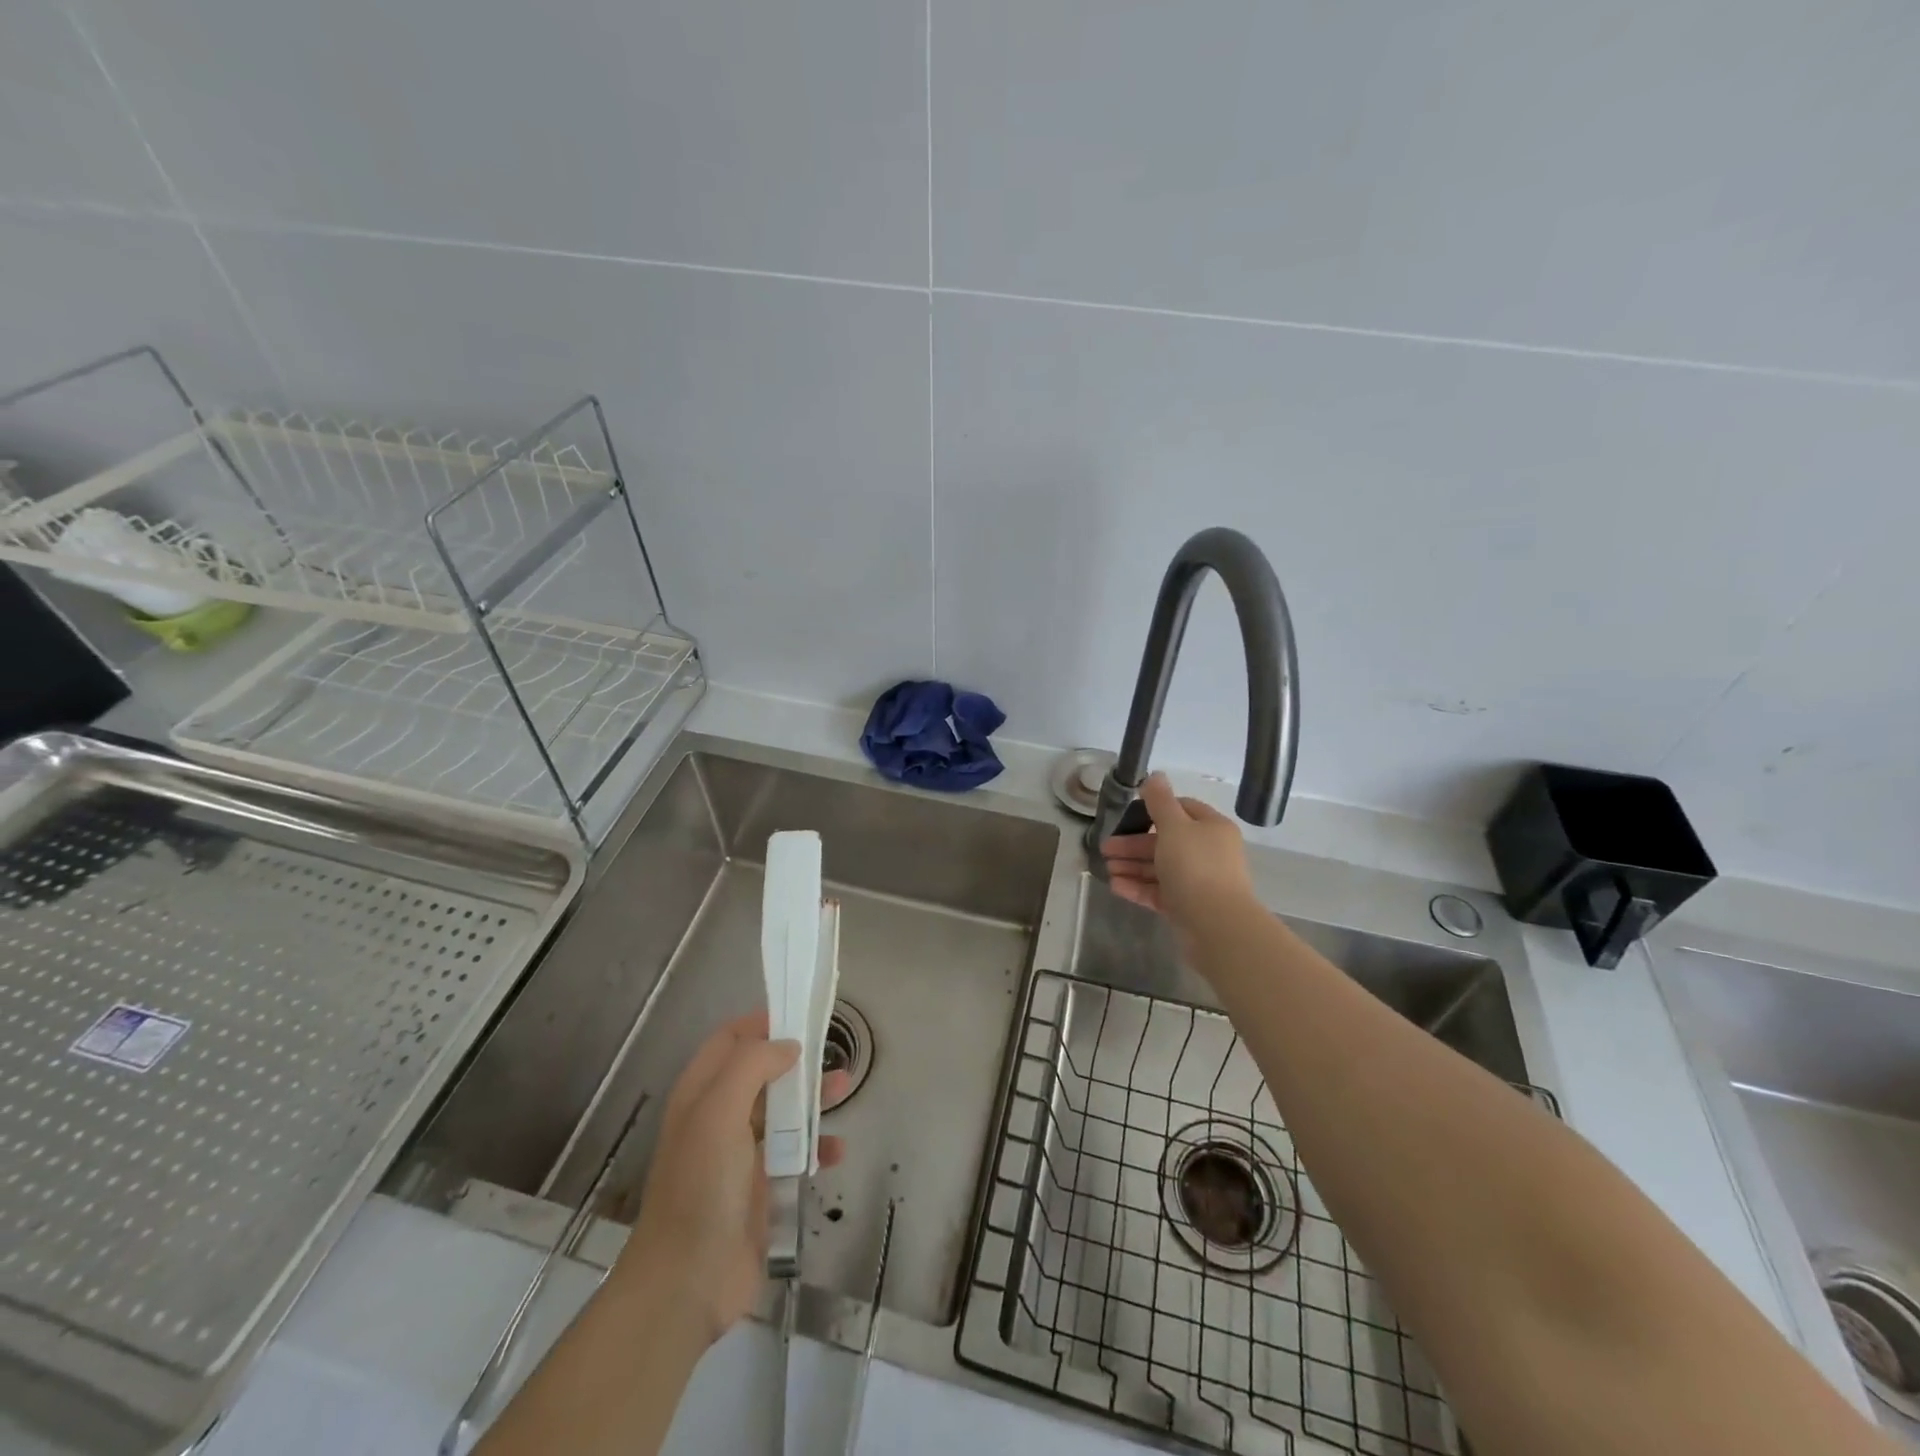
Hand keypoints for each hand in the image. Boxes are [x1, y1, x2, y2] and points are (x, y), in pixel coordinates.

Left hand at [618, 1011, 846, 1345]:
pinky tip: (836, 1151)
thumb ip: (752, 1066)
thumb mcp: (719, 1112)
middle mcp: (718, 1117)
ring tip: (845, 1090)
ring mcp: (739, 1155)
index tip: (800, 1015)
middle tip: (831, 1053)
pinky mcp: (759, 1189)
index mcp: (700, 1093)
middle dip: (796, 1060)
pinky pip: (793, 1156)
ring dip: (812, 1100)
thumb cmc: (701, 1186)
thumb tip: (788, 1045)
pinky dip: (816, 1148)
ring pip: (782, 1111)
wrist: (686, 1283)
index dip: (762, 1023)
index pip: (730, 1039)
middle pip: (761, 1072)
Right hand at [1101, 772, 1256, 932]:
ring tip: (1106, 869)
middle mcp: (1208, 852)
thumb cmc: (1195, 866)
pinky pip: (1159, 892)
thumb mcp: (1174, 826)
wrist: (1216, 924)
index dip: (1154, 809)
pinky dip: (1138, 887)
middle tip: (1105, 848)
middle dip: (1133, 844)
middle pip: (1165, 841)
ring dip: (1131, 866)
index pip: (1182, 809)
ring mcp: (1198, 881)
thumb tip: (1155, 775)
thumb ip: (1160, 801)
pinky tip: (1115, 886)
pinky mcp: (1188, 906)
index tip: (1128, 814)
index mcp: (1211, 828)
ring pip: (1160, 868)